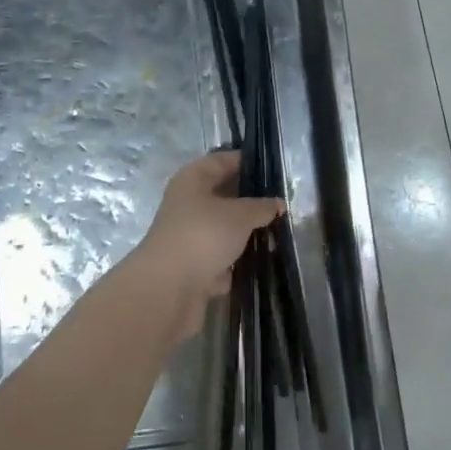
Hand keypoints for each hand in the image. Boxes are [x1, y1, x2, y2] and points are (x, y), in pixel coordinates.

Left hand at [132, 152, 283, 342]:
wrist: (169, 289)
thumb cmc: (203, 235)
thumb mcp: (239, 215)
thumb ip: (261, 207)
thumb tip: (277, 203)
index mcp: (192, 180)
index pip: (221, 160)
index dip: (246, 161)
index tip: (273, 169)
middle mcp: (187, 204)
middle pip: (222, 195)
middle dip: (250, 200)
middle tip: (281, 203)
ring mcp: (189, 236)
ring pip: (223, 227)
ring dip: (246, 232)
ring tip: (278, 232)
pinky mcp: (194, 265)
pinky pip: (222, 256)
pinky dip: (238, 259)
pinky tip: (262, 260)